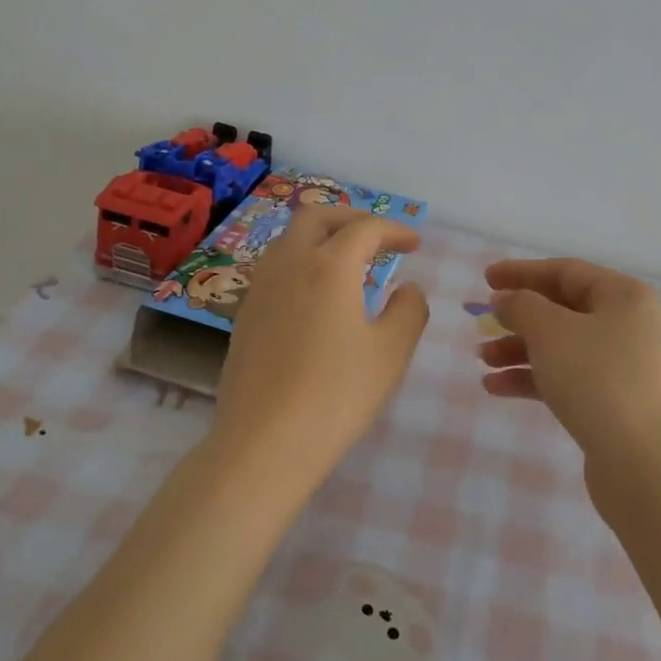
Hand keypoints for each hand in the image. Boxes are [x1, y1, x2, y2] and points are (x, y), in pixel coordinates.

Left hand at [211, 206, 429, 492]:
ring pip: (290, 240)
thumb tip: (407, 288)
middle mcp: (289, 264)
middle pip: (316, 217)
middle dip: (351, 218)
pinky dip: (302, 264)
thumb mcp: (390, 353)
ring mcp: (261, 289)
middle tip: (377, 238)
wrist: (262, 444)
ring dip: (322, 238)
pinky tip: (316, 297)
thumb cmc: (336, 395)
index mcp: (329, 266)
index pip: (365, 229)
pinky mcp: (245, 315)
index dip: (394, 229)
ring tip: (349, 263)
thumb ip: (409, 310)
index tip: (415, 244)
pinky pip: (276, 268)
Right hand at [479, 257, 660, 466]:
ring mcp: (624, 367)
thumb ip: (521, 306)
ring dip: (519, 350)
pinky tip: (497, 388)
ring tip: (482, 360)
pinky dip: (534, 379)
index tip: (487, 279)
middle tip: (482, 322)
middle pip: (563, 309)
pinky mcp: (614, 403)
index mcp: (624, 296)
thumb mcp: (550, 331)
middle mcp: (629, 325)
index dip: (523, 272)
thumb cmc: (597, 378)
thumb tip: (506, 299)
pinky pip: (567, 378)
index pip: (566, 271)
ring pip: (562, 347)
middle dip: (519, 316)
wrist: (644, 464)